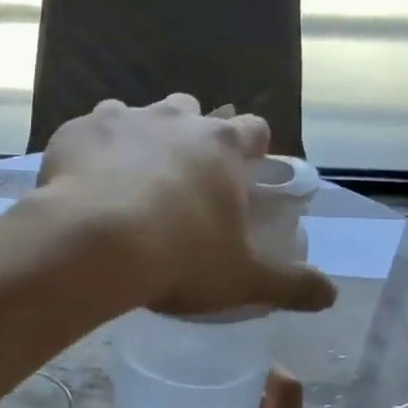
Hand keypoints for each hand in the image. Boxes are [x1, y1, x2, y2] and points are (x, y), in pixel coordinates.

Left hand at [38, 96, 335, 316]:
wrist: (94, 245)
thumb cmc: (179, 258)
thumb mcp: (243, 279)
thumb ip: (291, 285)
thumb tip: (332, 295)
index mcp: (222, 146)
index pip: (252, 130)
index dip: (251, 148)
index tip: (244, 169)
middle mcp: (175, 120)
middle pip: (191, 112)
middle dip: (190, 137)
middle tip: (179, 180)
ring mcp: (122, 120)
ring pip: (136, 116)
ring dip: (138, 140)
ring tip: (127, 181)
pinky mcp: (75, 132)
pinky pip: (86, 134)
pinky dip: (89, 154)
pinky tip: (82, 185)